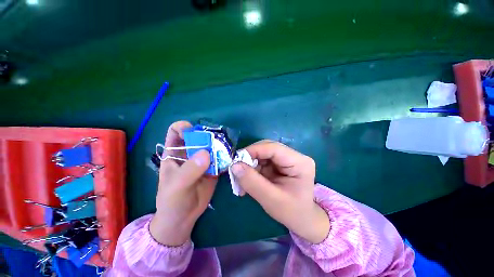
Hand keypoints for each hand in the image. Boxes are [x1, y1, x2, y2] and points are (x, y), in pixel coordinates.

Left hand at [150, 121, 216, 245]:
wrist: (183, 218)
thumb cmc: (172, 200)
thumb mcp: (177, 185)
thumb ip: (190, 170)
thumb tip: (206, 153)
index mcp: (174, 153)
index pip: (176, 131)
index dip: (184, 127)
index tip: (194, 131)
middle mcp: (189, 153)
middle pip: (199, 136)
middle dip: (207, 136)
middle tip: (216, 142)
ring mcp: (202, 160)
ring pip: (212, 146)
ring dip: (219, 146)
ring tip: (225, 149)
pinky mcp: (213, 168)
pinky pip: (220, 158)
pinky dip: (225, 156)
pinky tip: (229, 158)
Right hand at [231, 140, 329, 243]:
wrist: (303, 220)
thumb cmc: (292, 213)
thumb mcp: (271, 200)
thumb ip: (252, 182)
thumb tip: (234, 165)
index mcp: (299, 162)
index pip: (273, 148)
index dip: (253, 151)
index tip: (236, 161)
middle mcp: (294, 156)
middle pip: (267, 148)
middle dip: (250, 158)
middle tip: (237, 171)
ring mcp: (287, 159)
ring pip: (262, 154)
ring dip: (249, 165)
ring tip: (241, 180)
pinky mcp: (280, 164)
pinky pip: (262, 161)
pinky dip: (252, 169)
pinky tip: (248, 180)